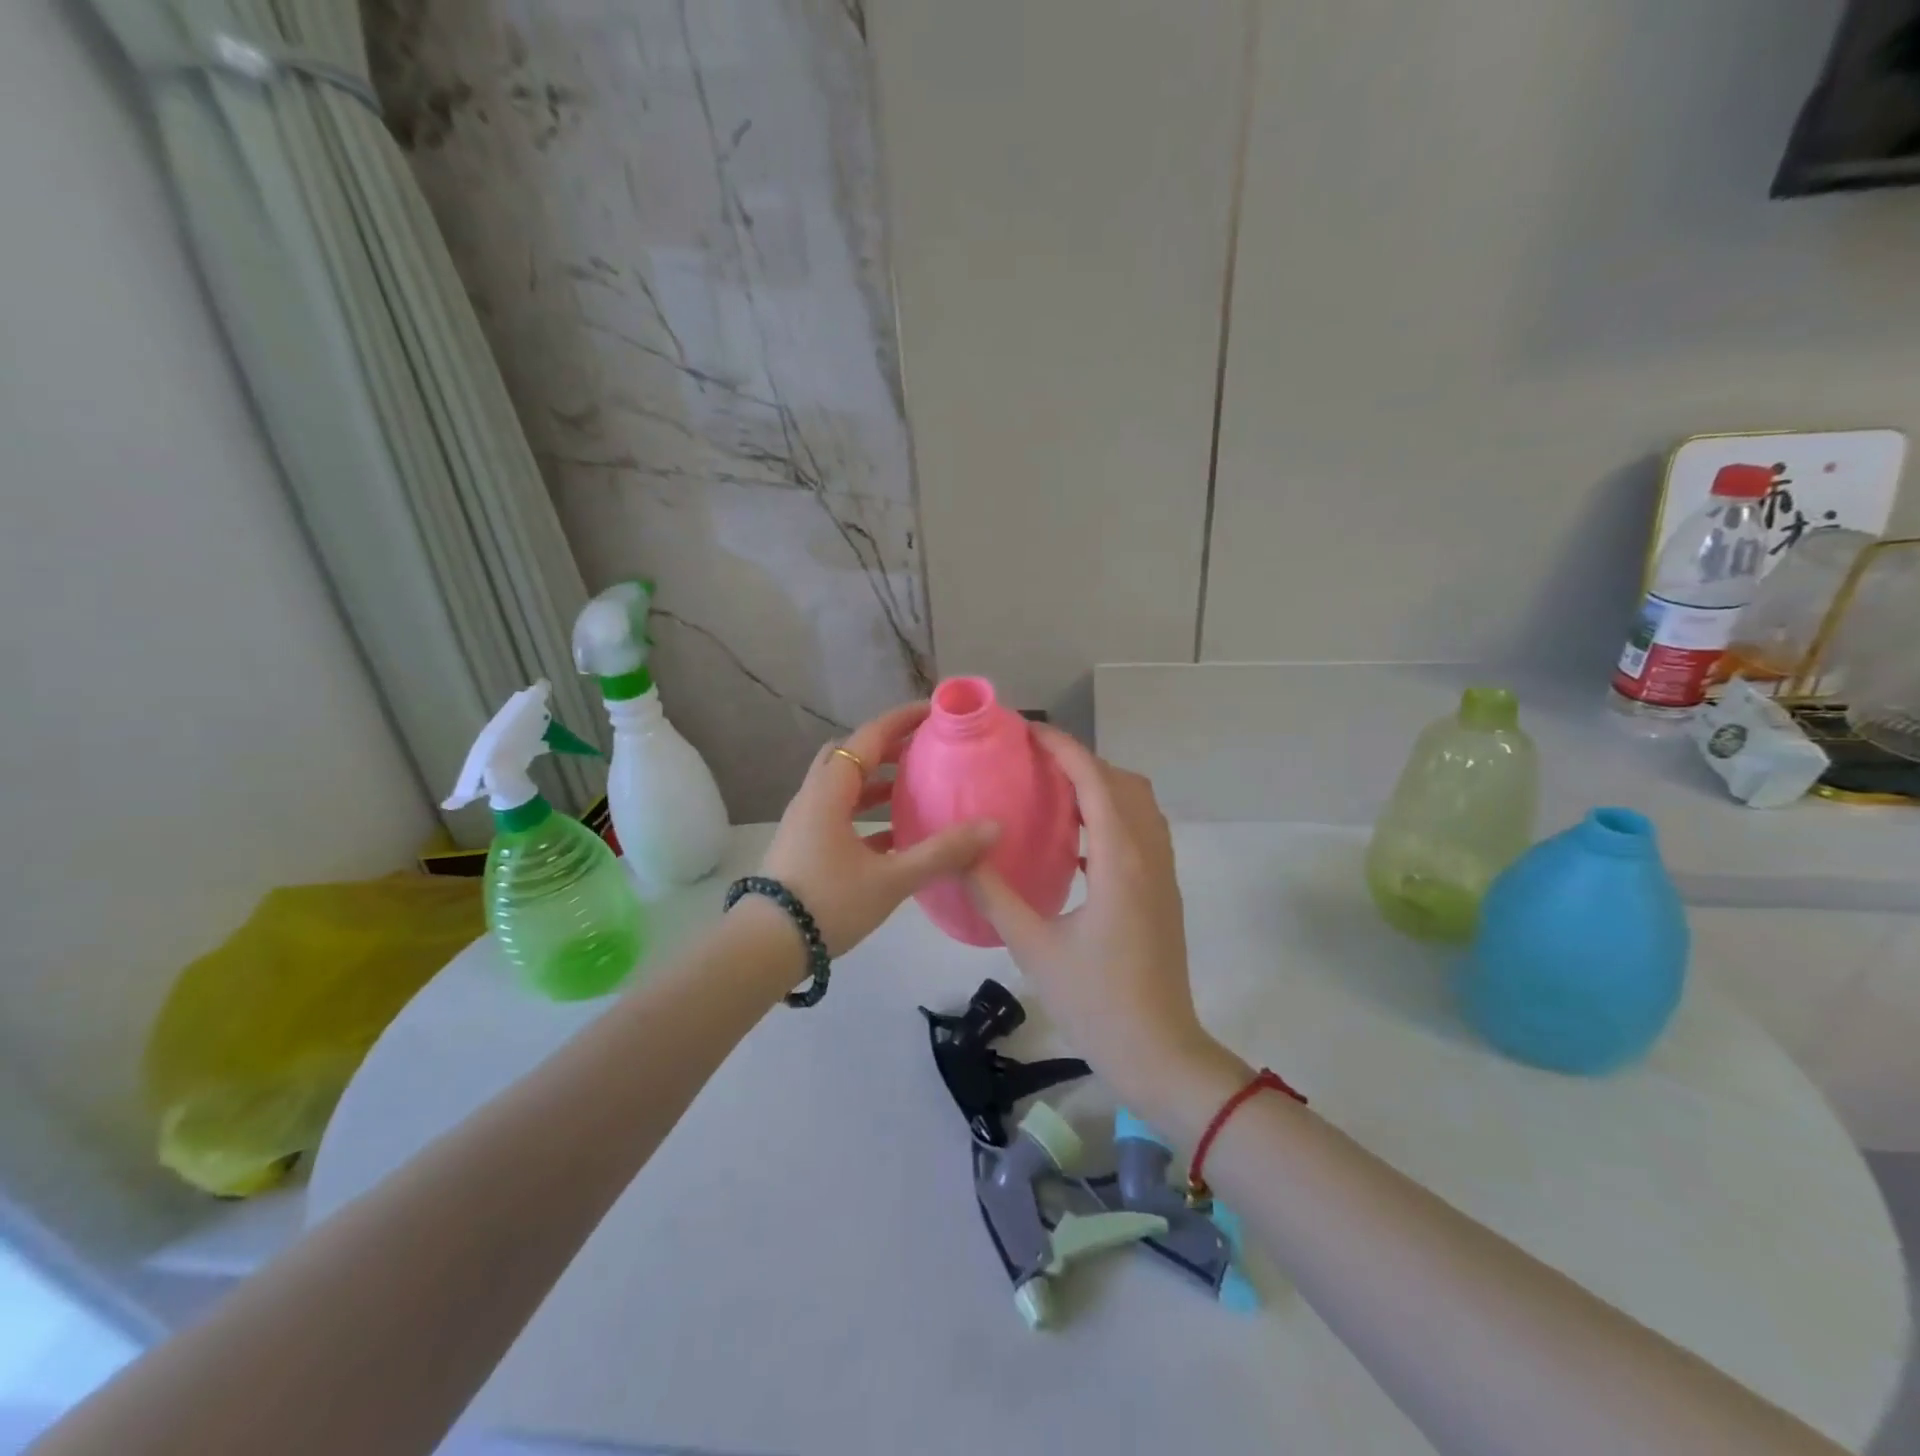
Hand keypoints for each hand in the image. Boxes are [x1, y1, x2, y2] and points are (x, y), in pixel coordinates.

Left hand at [759, 702, 1000, 956]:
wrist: (764, 948)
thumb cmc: (827, 903)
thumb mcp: (890, 879)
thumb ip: (942, 853)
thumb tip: (993, 827)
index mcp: (829, 791)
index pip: (867, 738)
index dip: (901, 720)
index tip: (934, 711)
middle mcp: (814, 798)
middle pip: (850, 756)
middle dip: (887, 747)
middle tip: (924, 748)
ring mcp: (806, 823)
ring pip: (844, 787)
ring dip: (877, 781)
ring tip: (915, 787)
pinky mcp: (805, 847)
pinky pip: (840, 815)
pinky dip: (868, 813)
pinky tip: (896, 835)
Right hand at [966, 728, 1222, 1105]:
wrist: (1159, 1052)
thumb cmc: (1096, 1001)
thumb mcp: (1033, 947)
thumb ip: (994, 894)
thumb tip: (960, 852)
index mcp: (1120, 860)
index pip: (1094, 781)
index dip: (1063, 749)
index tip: (1027, 732)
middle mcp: (1149, 855)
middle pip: (1122, 783)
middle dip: (1081, 761)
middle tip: (1033, 762)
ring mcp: (1162, 873)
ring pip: (1138, 805)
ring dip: (1100, 786)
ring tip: (1053, 791)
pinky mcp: (1163, 892)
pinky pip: (1141, 831)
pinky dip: (1111, 815)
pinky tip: (1075, 840)